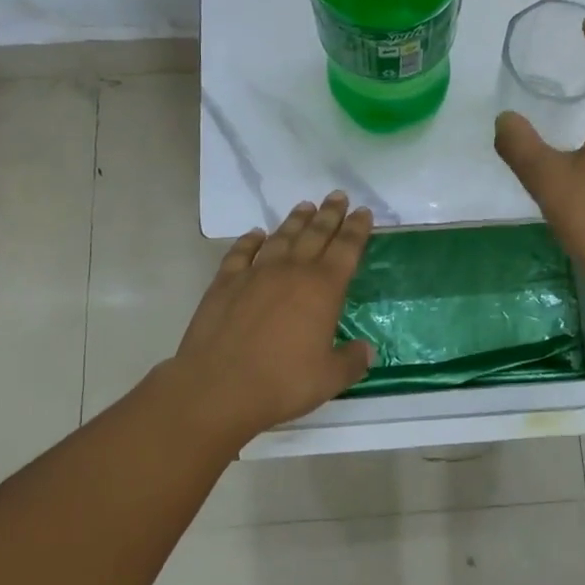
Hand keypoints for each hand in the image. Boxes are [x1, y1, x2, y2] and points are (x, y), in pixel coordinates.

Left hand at [170, 191, 376, 440]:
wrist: (217, 388)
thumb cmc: (281, 383)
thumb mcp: (328, 379)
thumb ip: (352, 361)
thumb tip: (367, 350)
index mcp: (323, 289)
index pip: (346, 249)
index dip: (357, 229)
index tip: (363, 212)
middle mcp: (291, 271)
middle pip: (315, 234)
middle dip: (330, 214)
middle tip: (338, 196)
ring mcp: (255, 274)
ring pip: (281, 237)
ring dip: (295, 220)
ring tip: (305, 206)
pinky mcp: (225, 283)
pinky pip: (241, 252)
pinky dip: (250, 240)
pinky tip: (256, 234)